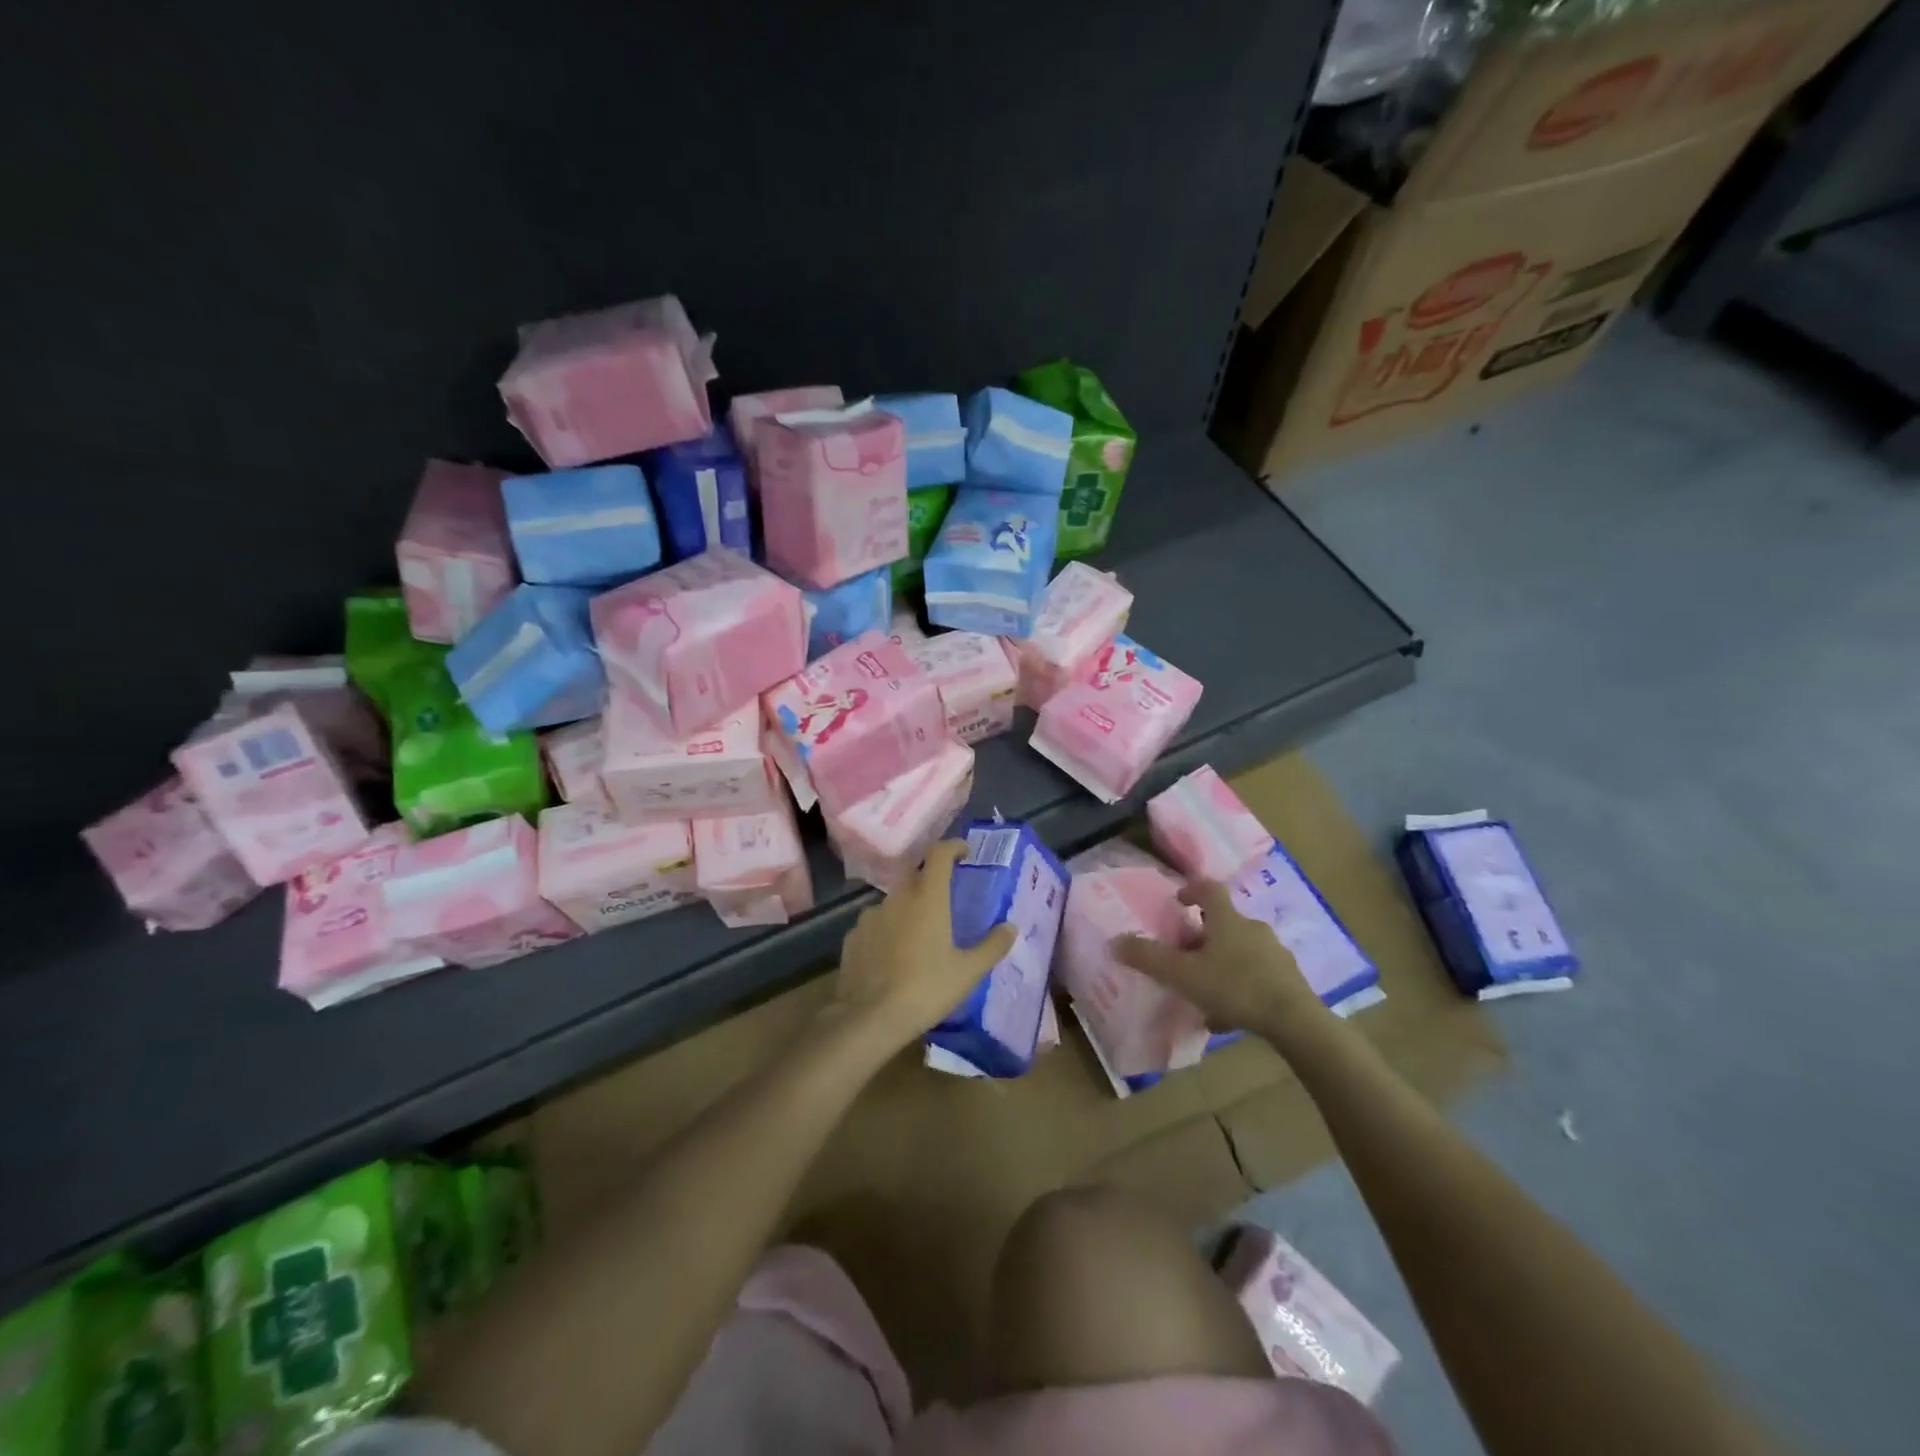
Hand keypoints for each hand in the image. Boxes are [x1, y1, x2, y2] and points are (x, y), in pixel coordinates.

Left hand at [826, 839, 1017, 1055]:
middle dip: (931, 879)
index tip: (964, 852)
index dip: (953, 847)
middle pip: (916, 875)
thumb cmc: (925, 989)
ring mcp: (870, 916)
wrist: (868, 1018)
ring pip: (894, 901)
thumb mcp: (967, 972)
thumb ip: (992, 946)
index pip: (939, 854)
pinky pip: (875, 924)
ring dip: (908, 907)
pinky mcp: (853, 937)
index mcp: (927, 898)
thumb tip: (1011, 927)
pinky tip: (893, 954)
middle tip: (946, 898)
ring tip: (920, 933)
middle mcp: (897, 898)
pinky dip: (887, 929)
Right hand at [1111, 880, 1328, 1044]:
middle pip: (1225, 923)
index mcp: (1227, 920)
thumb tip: (1115, 941)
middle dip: (1203, 935)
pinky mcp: (1289, 980)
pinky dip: (1240, 986)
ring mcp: (1275, 954)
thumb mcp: (1183, 974)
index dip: (1191, 889)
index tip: (1178, 900)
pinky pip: (1257, 976)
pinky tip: (1229, 1013)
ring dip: (1222, 963)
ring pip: (1241, 951)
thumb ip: (1148, 958)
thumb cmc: (1234, 987)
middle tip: (1184, 954)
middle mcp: (1253, 929)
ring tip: (1205, 990)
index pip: (1209, 889)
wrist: (1294, 1021)